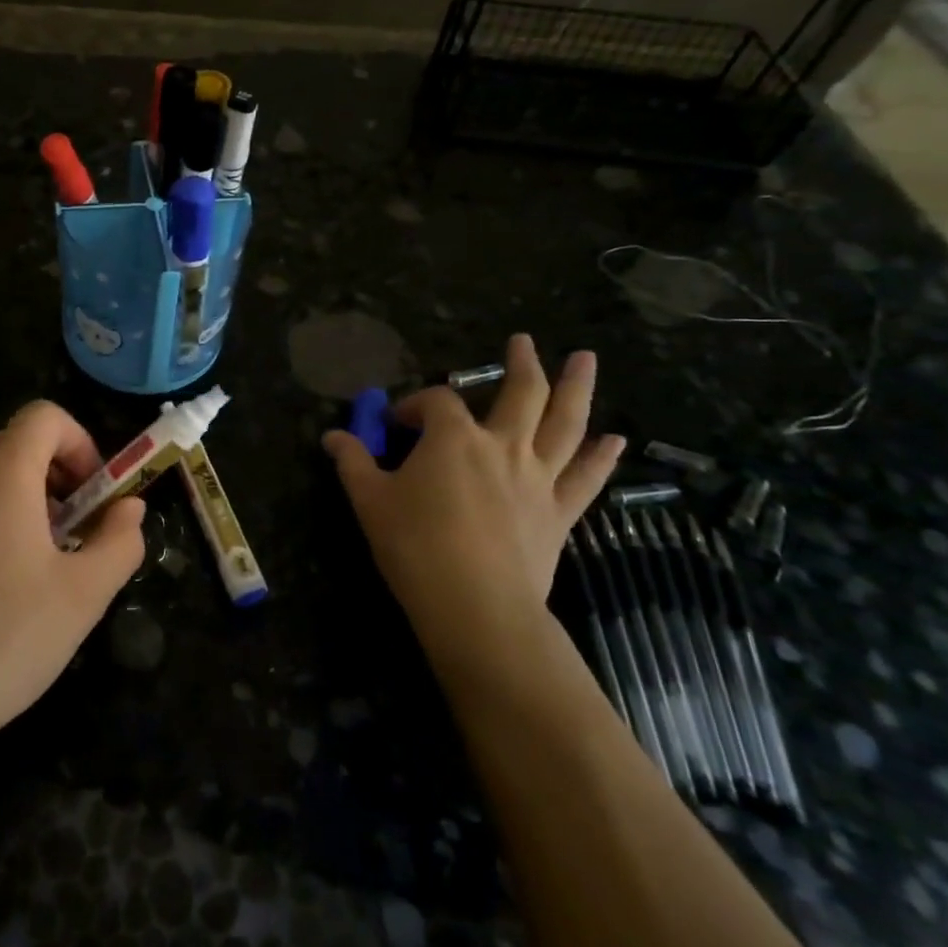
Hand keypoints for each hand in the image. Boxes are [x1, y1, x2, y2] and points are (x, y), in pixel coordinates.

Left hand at [0, 400, 145, 756]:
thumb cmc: (5, 639)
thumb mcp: (84, 594)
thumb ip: (119, 541)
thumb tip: (130, 509)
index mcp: (1, 477)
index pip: (43, 416)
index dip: (80, 442)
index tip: (94, 494)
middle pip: (15, 443)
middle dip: (57, 473)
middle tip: (76, 529)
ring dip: (26, 498)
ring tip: (42, 561)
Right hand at [322, 334, 624, 687]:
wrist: (475, 605)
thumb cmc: (414, 546)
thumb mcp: (369, 500)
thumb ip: (352, 461)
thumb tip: (331, 436)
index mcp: (453, 438)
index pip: (436, 402)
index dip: (414, 405)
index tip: (396, 423)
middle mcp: (502, 445)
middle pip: (521, 393)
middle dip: (521, 363)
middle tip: (524, 341)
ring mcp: (537, 477)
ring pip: (566, 423)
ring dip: (576, 388)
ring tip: (586, 360)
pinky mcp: (559, 511)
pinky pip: (586, 477)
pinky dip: (601, 456)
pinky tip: (616, 440)